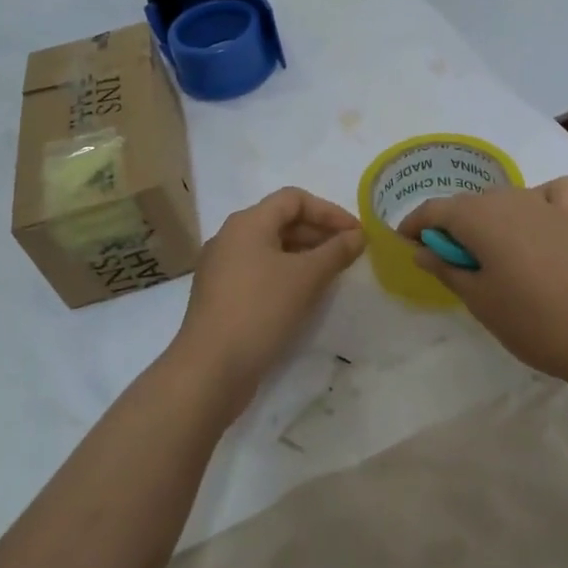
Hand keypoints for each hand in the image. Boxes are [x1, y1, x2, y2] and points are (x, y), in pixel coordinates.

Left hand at [169, 186, 365, 417]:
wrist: (210, 369)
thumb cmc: (260, 311)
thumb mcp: (306, 278)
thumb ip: (335, 252)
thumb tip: (357, 236)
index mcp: (247, 223)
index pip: (293, 199)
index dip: (329, 211)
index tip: (356, 233)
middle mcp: (230, 237)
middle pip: (280, 221)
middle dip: (318, 233)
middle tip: (348, 254)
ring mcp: (221, 267)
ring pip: (270, 248)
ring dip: (303, 255)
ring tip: (331, 275)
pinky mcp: (220, 295)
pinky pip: (259, 271)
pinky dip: (285, 274)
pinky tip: (303, 296)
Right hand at [398, 177, 567, 388]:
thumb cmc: (534, 323)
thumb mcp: (480, 301)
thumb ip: (447, 268)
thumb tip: (422, 249)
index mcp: (479, 218)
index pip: (434, 211)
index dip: (415, 225)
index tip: (406, 244)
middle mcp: (509, 199)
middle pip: (469, 204)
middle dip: (452, 226)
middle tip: (449, 261)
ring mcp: (547, 204)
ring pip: (505, 199)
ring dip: (490, 218)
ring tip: (493, 254)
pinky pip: (551, 194)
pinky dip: (538, 201)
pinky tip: (539, 224)